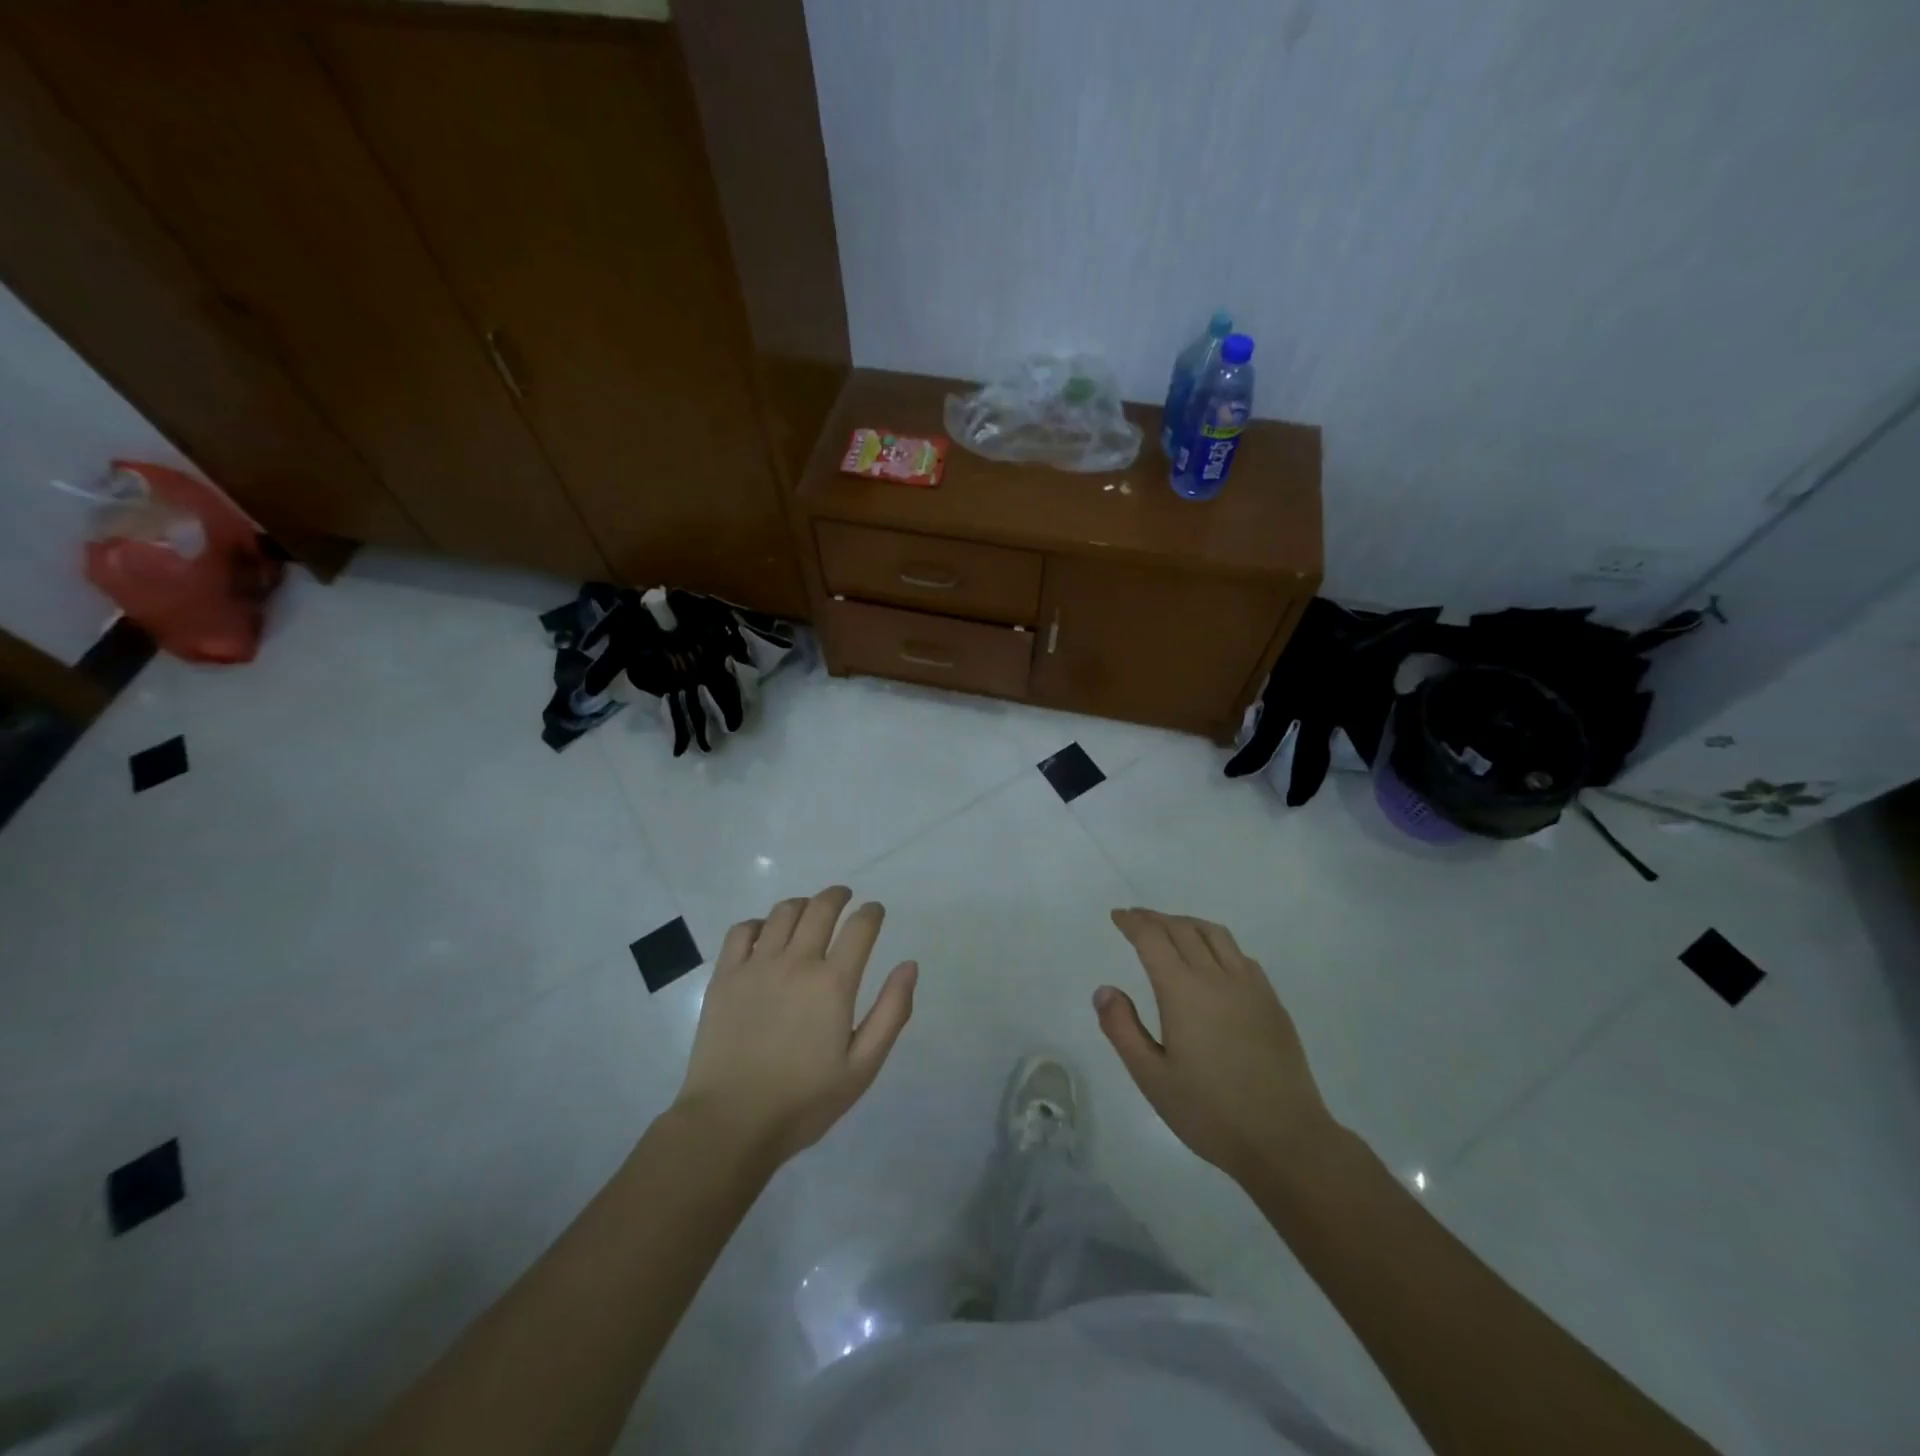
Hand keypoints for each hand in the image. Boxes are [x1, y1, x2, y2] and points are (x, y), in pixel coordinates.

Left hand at [674, 887, 917, 1164]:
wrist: (730, 1123)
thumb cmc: (804, 1101)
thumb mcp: (862, 1067)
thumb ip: (891, 1012)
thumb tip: (909, 965)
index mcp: (834, 983)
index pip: (860, 927)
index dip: (872, 912)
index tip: (875, 911)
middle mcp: (797, 962)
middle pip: (821, 908)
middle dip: (838, 896)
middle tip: (845, 897)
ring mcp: (756, 966)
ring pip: (782, 912)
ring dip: (802, 904)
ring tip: (808, 911)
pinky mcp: (725, 976)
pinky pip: (741, 931)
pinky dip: (758, 923)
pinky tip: (764, 934)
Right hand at [1097, 908, 1336, 1186]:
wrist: (1285, 1139)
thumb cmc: (1210, 1112)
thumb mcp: (1152, 1078)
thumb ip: (1122, 1029)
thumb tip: (1105, 990)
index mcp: (1183, 991)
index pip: (1152, 939)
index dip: (1132, 923)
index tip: (1117, 916)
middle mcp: (1216, 977)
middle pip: (1182, 929)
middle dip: (1155, 919)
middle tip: (1136, 919)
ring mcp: (1249, 987)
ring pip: (1215, 934)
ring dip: (1187, 923)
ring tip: (1171, 928)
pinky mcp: (1271, 1001)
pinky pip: (1239, 955)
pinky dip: (1216, 943)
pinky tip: (1212, 959)